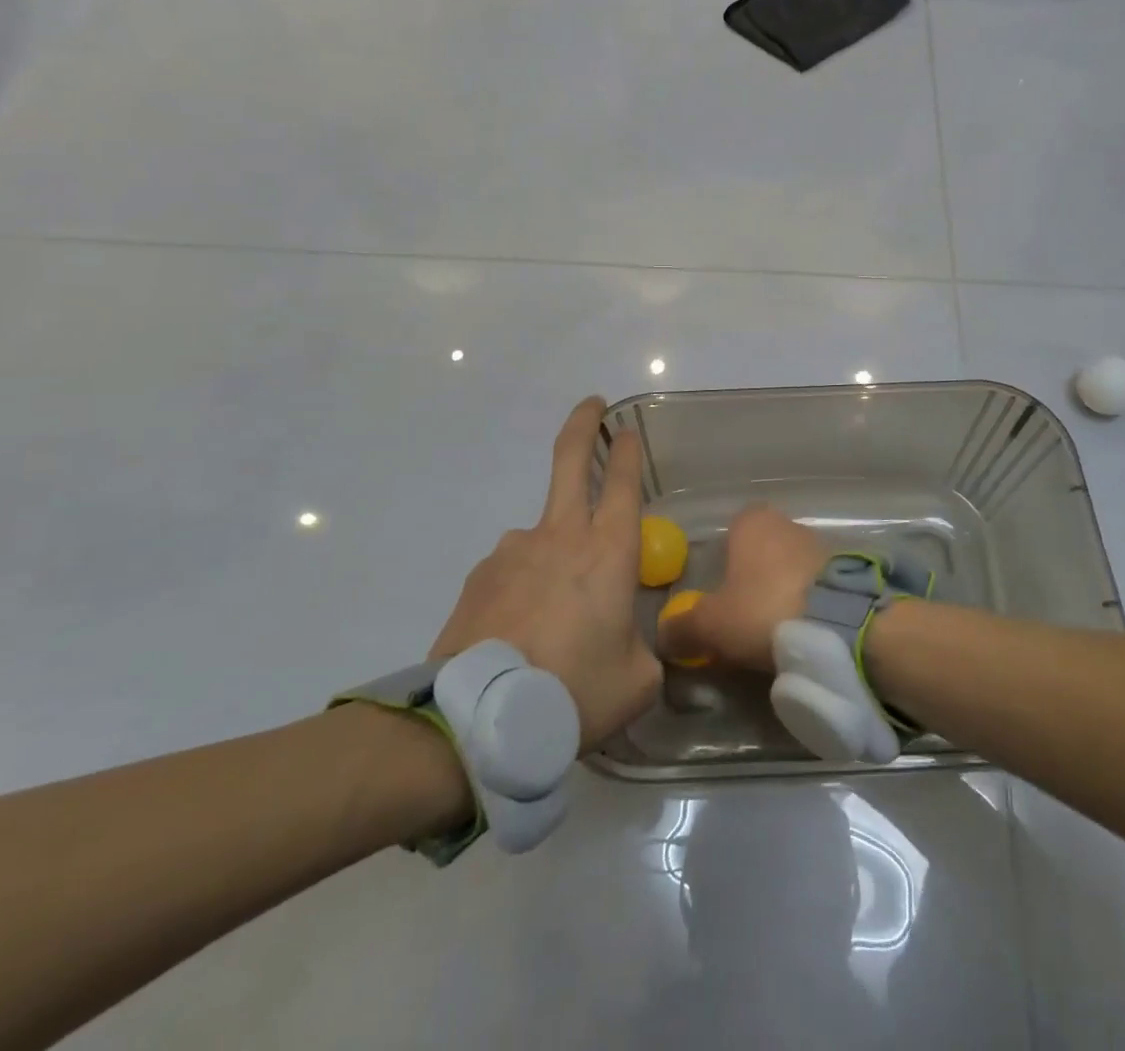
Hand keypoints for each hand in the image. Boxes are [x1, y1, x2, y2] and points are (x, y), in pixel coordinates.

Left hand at [430, 398, 661, 751]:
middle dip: (583, 424)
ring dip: (553, 556)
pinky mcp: (480, 575)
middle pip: (569, 460)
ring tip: (552, 622)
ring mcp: (514, 550)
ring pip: (542, 534)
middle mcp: (560, 536)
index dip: (627, 451)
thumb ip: (644, 650)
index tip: (627, 430)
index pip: (623, 482)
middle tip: (592, 405)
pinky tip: (520, 634)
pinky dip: (522, 589)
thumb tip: (635, 642)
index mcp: (607, 552)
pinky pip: (512, 571)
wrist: (480, 719)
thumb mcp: (635, 681)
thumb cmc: (574, 692)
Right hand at [655, 505, 828, 672]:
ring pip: (792, 569)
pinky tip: (808, 632)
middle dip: (754, 583)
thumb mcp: (711, 625)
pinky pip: (820, 586)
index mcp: (751, 522)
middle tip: (745, 622)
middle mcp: (787, 522)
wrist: (841, 623)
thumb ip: (682, 628)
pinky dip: (812, 604)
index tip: (720, 600)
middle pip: (761, 553)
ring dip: (785, 593)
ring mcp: (822, 543)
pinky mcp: (850, 569)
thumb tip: (663, 636)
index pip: (729, 534)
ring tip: (779, 633)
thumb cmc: (764, 608)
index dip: (722, 567)